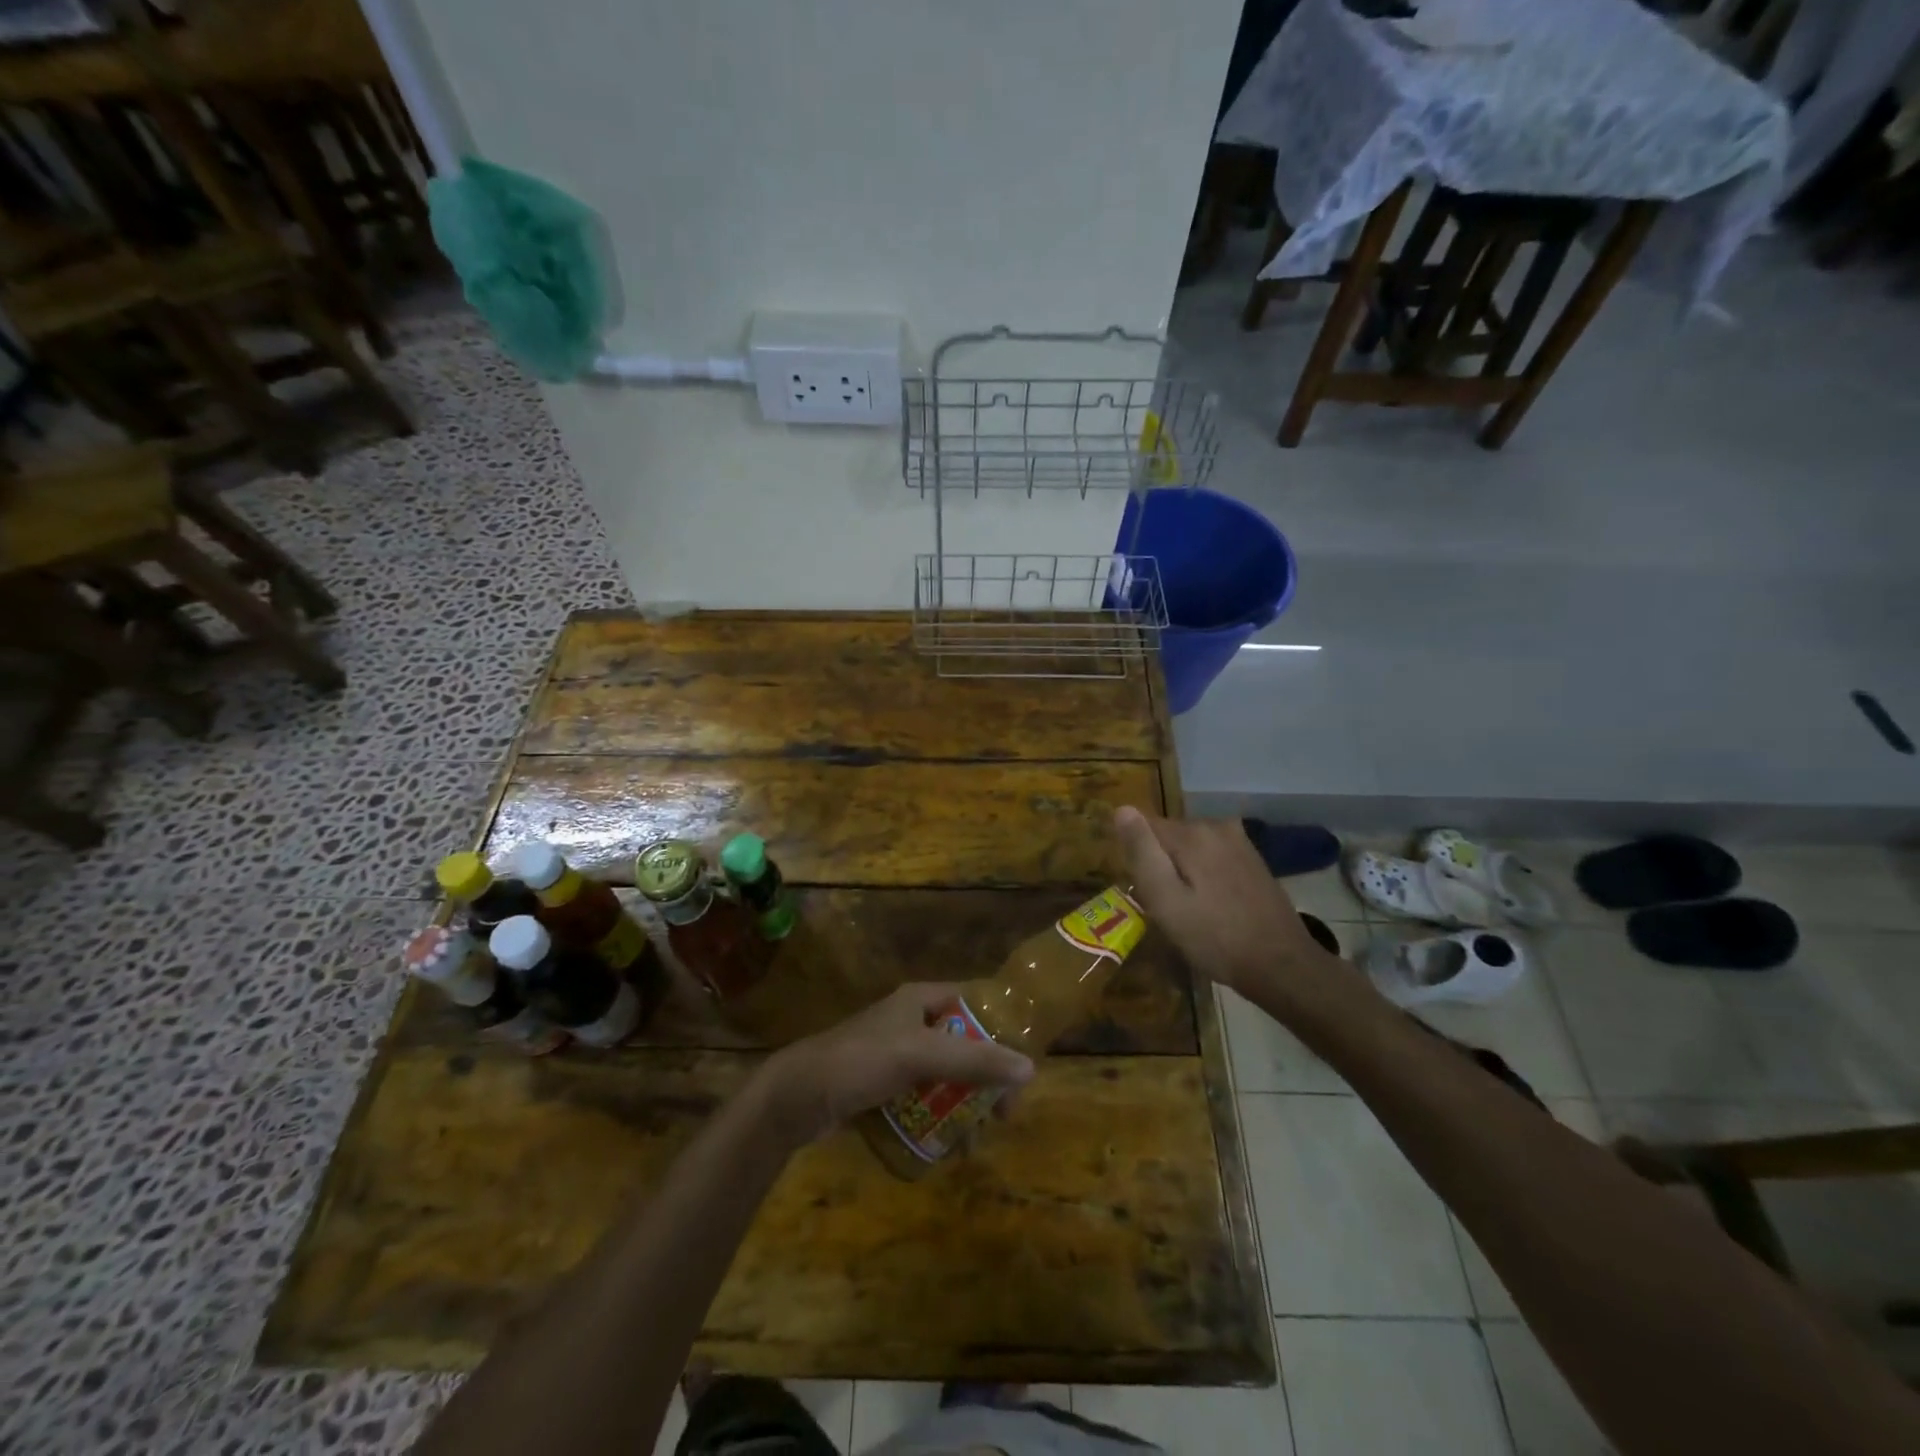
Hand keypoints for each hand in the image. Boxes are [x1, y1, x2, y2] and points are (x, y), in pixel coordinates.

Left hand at [757, 983, 1035, 1146]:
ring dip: (965, 1106)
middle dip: (986, 1079)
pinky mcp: (882, 1088)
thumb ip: (974, 1060)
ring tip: (975, 1141)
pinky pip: (923, 1099)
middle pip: (964, 1044)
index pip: (974, 1003)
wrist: (795, 1098)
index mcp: (920, 1000)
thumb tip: (1030, 1068)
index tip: (1023, 1065)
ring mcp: (895, 1056)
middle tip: (1003, 1115)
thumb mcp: (919, 1055)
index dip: (1001, 1028)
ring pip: (945, 1076)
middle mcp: (911, 1022)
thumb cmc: (859, 1062)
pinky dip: (939, 1119)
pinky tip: (948, 1147)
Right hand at [1114, 807, 1352, 1012]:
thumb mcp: (1166, 901)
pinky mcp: (1253, 859)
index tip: (1143, 890)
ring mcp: (1239, 841)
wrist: (1281, 965)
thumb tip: (1122, 809)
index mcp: (1192, 833)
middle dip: (1160, 863)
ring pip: (1191, 847)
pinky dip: (1203, 874)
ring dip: (1182, 870)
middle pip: (1168, 836)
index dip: (1137, 858)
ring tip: (1188, 909)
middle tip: (1165, 906)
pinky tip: (1211, 905)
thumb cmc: (1215, 938)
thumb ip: (1142, 852)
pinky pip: (1212, 856)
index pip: (1144, 827)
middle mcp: (1217, 825)